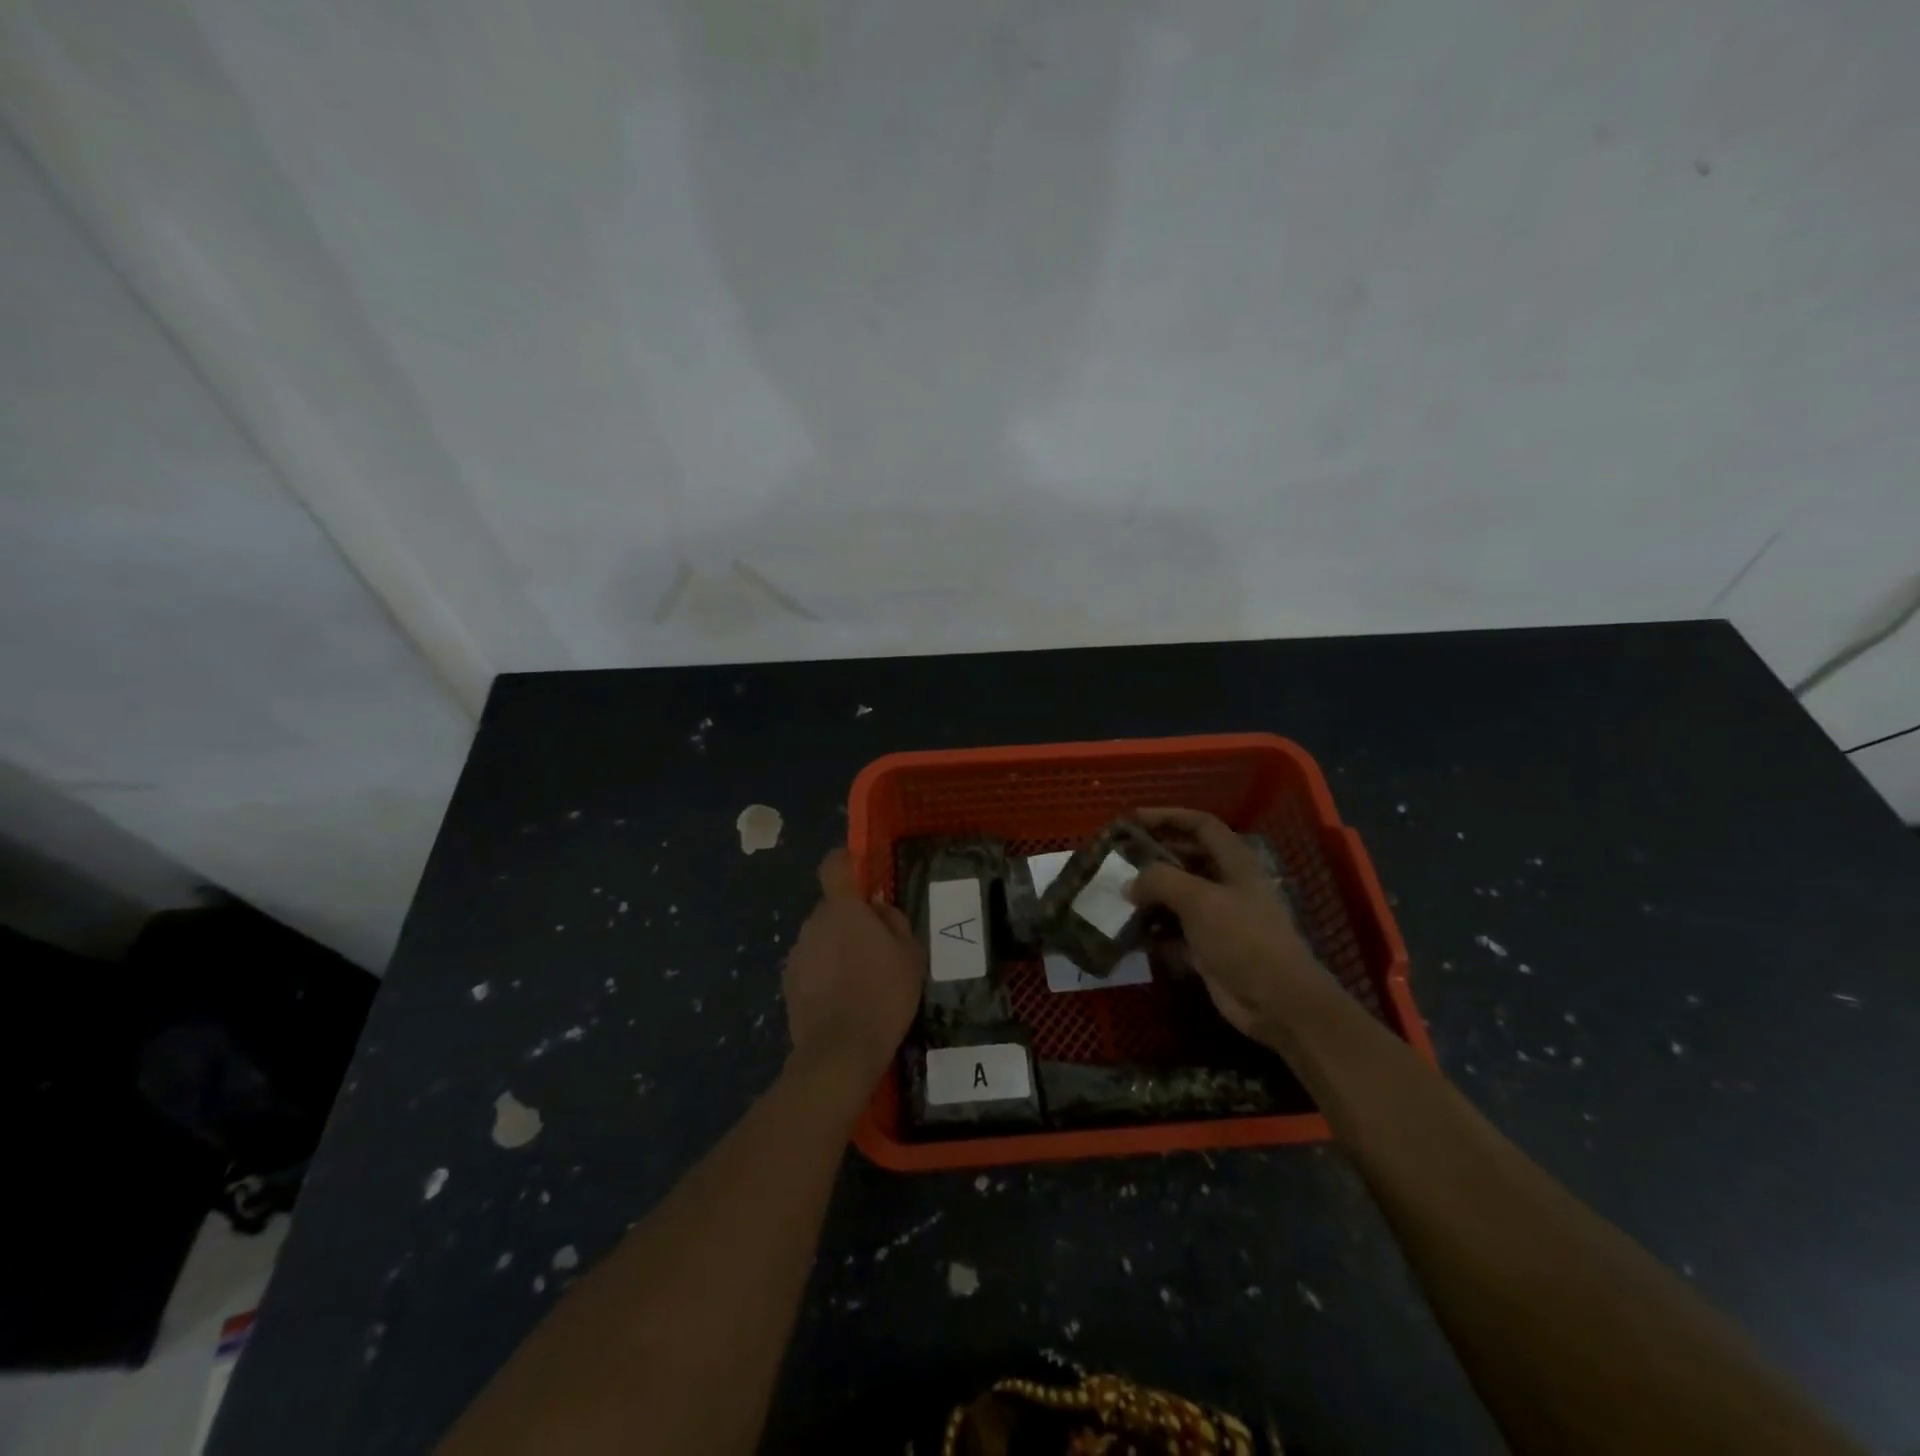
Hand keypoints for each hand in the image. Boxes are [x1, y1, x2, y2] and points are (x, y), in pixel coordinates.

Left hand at [782, 849, 922, 1086]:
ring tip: (860, 979)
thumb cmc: (884, 995)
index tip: (858, 871)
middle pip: (831, 908)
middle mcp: (813, 923)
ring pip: (820, 938)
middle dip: (850, 920)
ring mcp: (797, 953)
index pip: (834, 866)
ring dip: (836, 948)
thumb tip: (878, 909)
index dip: (844, 862)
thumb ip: (894, 921)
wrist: (840, 1052)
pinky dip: (824, 974)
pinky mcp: (788, 983)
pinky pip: (811, 965)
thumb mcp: (910, 954)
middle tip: (876, 947)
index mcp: (843, 909)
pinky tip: (842, 999)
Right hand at [1125, 808, 1331, 1042]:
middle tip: (1118, 858)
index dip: (1169, 816)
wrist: (1278, 1002)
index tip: (1134, 819)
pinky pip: (1174, 931)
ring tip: (1116, 894)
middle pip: (1186, 858)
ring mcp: (1218, 918)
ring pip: (1177, 896)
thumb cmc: (1243, 939)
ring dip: (1149, 895)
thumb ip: (1160, 881)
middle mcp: (1227, 884)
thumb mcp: (1200, 900)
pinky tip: (1129, 932)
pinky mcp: (1208, 948)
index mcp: (1235, 862)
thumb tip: (1129, 883)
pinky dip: (1154, 929)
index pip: (1201, 825)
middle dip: (1153, 856)